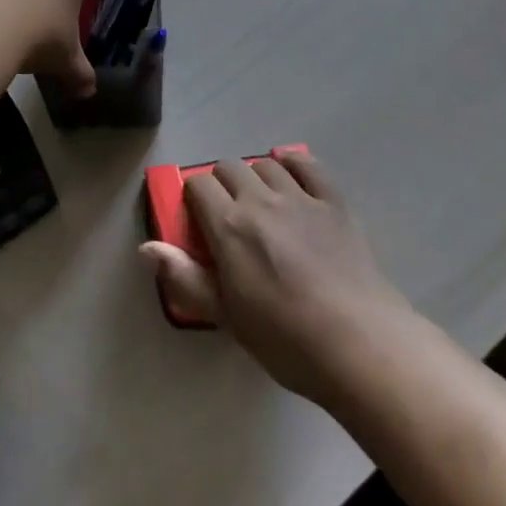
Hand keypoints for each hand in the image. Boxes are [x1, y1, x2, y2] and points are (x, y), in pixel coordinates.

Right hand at [139, 149, 413, 402]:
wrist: (359, 343)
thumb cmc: (285, 338)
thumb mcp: (227, 316)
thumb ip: (186, 278)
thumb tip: (147, 248)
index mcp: (229, 226)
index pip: (198, 185)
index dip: (193, 197)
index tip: (198, 219)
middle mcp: (260, 200)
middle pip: (229, 167)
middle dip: (221, 183)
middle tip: (227, 215)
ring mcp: (301, 197)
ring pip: (266, 165)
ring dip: (255, 176)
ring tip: (259, 201)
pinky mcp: (334, 202)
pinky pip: (309, 165)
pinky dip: (294, 162)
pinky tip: (289, 169)